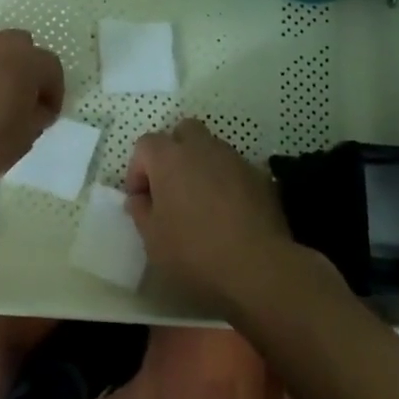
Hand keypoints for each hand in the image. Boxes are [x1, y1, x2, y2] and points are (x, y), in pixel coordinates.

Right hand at [124, 119, 303, 316]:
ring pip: (211, 149)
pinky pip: (235, 169)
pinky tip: (228, 212)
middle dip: (174, 153)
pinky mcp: (260, 176)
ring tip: (201, 202)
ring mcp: (234, 159)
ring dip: (201, 166)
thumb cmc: (194, 251)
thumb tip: (140, 199)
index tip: (141, 200)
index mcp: (170, 158)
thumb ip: (141, 212)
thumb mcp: (153, 240)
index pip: (145, 145)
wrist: (258, 266)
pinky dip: (226, 182)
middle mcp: (202, 147)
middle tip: (171, 188)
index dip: (138, 170)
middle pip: (183, 132)